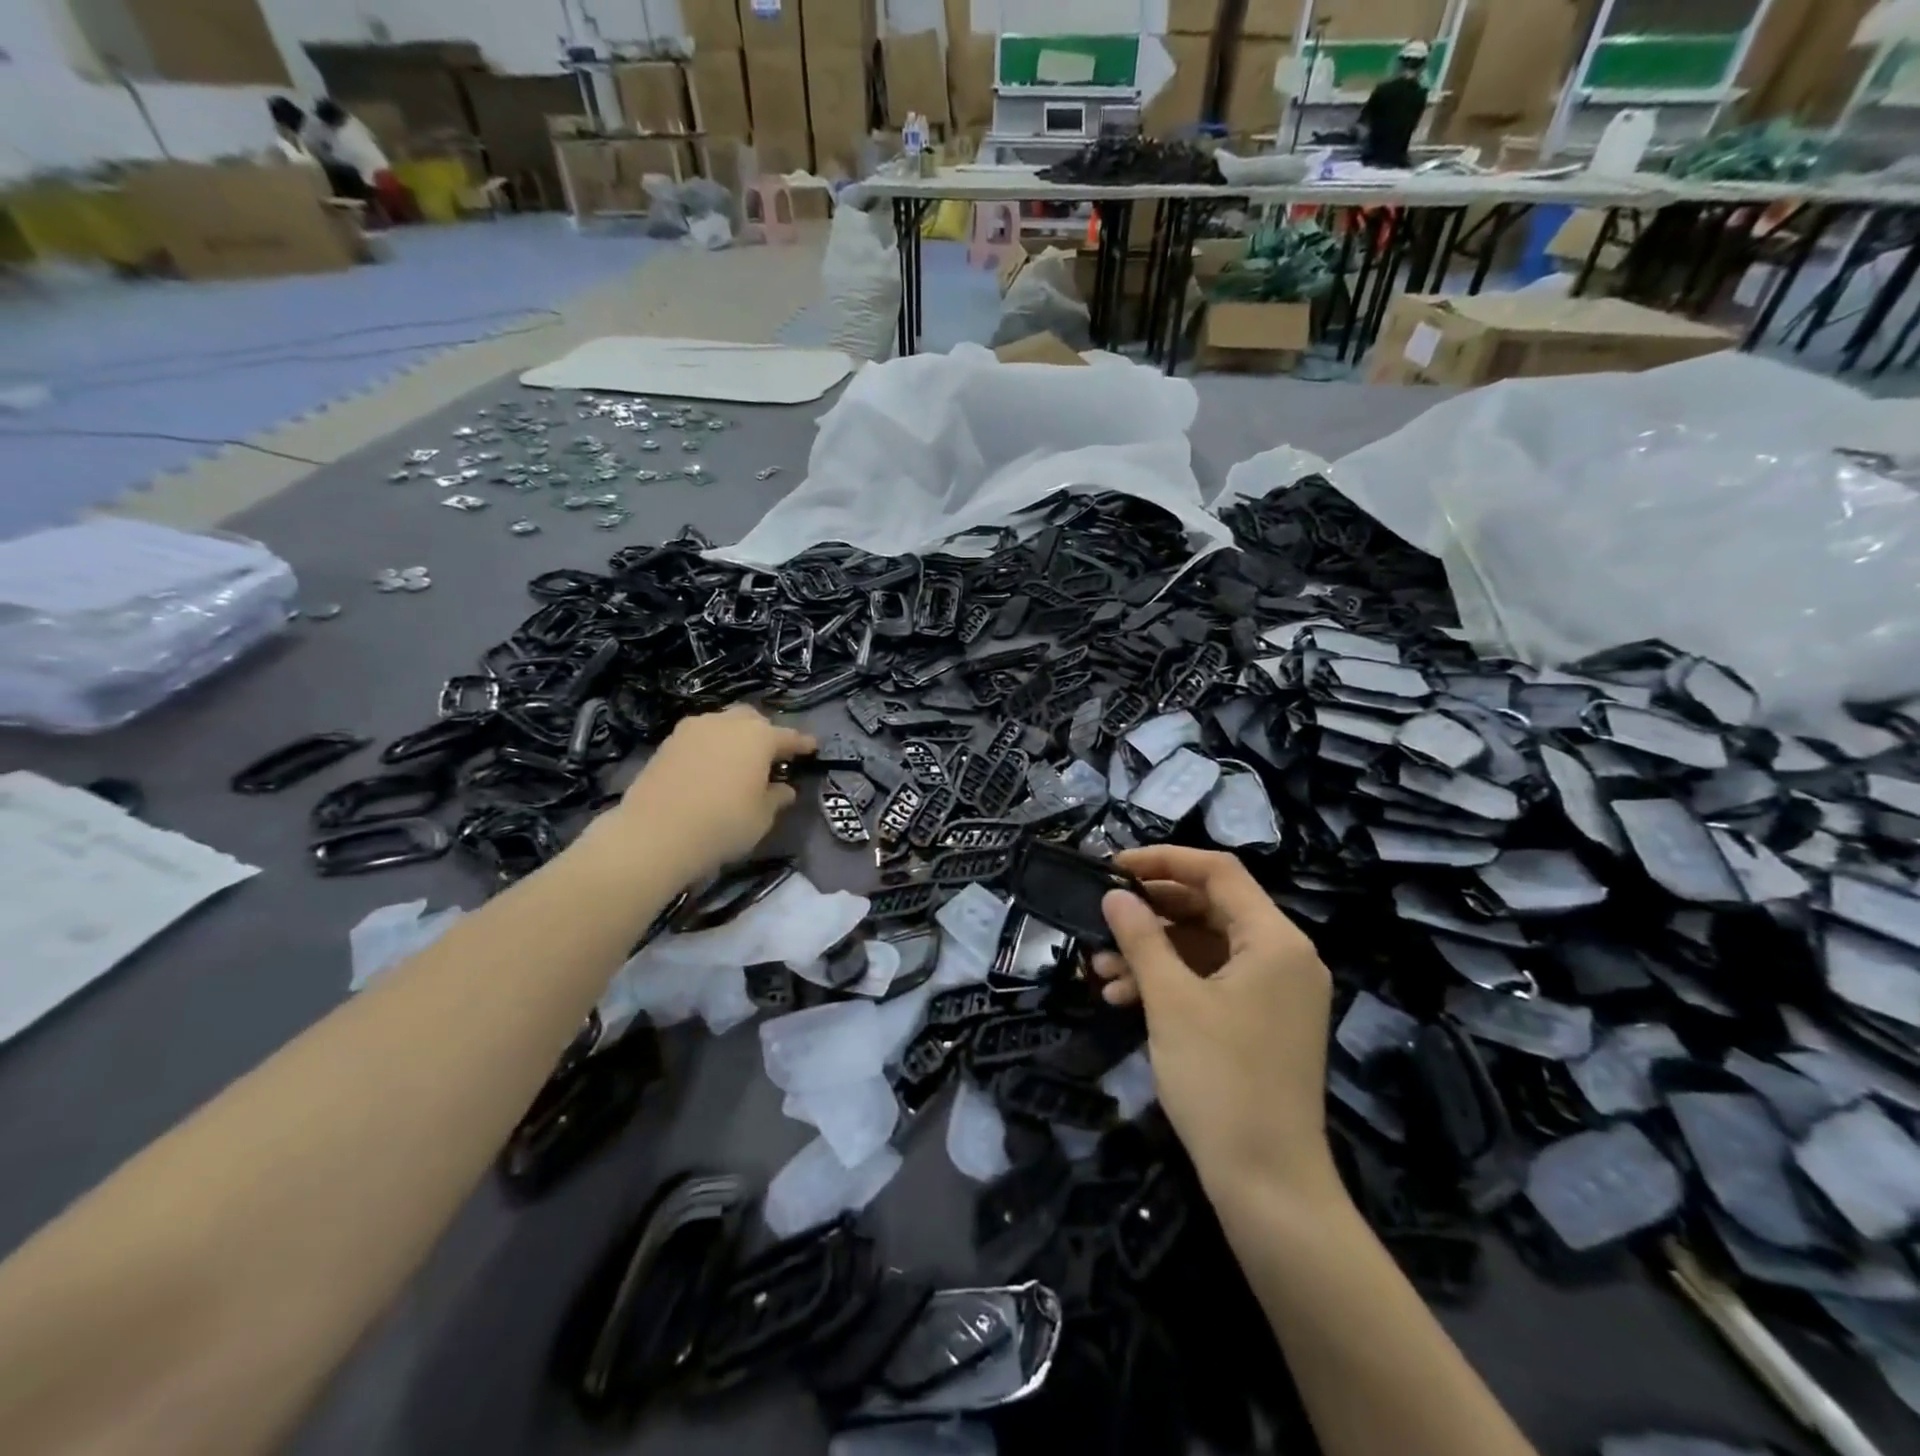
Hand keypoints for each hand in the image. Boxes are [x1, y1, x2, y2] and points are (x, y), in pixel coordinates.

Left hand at [608, 705, 814, 881]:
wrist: (655, 833)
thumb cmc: (723, 824)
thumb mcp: (761, 817)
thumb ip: (776, 797)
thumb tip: (783, 789)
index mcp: (758, 737)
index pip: (789, 737)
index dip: (803, 744)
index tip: (813, 747)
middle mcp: (727, 723)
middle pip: (753, 720)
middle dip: (765, 733)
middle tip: (771, 756)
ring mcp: (693, 729)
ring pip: (722, 724)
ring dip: (734, 738)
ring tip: (738, 762)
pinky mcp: (667, 743)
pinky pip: (699, 738)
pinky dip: (710, 748)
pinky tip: (711, 768)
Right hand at [1093, 846, 1335, 1202]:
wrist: (1268, 1184)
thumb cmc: (1221, 1080)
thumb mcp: (1171, 1000)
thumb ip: (1142, 937)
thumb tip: (1115, 895)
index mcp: (1275, 940)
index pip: (1219, 872)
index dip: (1163, 860)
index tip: (1113, 866)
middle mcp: (1283, 956)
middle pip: (1211, 907)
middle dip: (1151, 912)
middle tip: (1103, 915)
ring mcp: (1275, 992)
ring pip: (1205, 947)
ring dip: (1153, 951)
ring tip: (1100, 967)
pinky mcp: (1261, 1022)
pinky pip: (1212, 981)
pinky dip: (1170, 982)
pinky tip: (1122, 996)